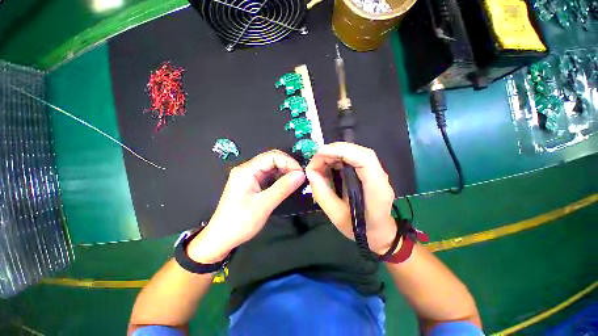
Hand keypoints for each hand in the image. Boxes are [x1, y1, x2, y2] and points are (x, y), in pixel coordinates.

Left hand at [187, 150, 304, 262]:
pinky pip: (269, 176)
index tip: (301, 174)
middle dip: (288, 166)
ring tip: (296, 182)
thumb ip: (283, 188)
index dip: (289, 162)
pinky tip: (287, 185)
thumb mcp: (264, 205)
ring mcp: (249, 177)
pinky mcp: (252, 184)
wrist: (221, 239)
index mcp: (246, 170)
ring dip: (285, 172)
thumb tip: (301, 175)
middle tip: (300, 178)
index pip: (272, 156)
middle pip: (272, 159)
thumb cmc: (240, 222)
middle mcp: (247, 169)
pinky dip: (279, 179)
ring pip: (271, 168)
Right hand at [305, 142, 396, 254]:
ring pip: (354, 151)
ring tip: (319, 164)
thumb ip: (322, 194)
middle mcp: (380, 175)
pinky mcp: (370, 170)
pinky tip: (328, 165)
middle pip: (358, 151)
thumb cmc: (361, 229)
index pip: (364, 159)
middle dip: (333, 151)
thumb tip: (310, 172)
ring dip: (334, 154)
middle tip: (314, 161)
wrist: (380, 232)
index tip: (319, 154)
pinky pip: (353, 157)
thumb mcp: (337, 216)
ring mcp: (376, 171)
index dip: (341, 151)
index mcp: (376, 189)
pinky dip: (337, 157)